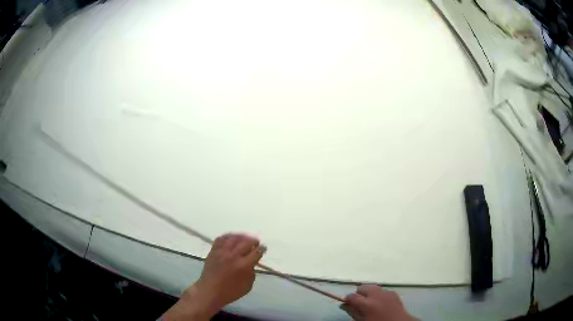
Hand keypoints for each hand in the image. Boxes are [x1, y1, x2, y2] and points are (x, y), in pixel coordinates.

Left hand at [162, 233, 265, 320]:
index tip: (263, 248)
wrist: (209, 291)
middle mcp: (233, 256)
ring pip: (234, 238)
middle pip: (246, 242)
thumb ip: (251, 272)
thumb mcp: (247, 286)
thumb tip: (252, 262)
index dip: (262, 249)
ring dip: (242, 236)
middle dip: (253, 241)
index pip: (256, 253)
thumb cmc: (230, 292)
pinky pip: (221, 239)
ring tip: (246, 238)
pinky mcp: (213, 251)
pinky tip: (232, 238)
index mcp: (243, 266)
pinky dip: (228, 236)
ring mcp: (222, 252)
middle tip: (256, 243)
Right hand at [341, 285, 415, 320]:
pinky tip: (380, 302)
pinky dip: (379, 294)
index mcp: (367, 304)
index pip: (352, 297)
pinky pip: (383, 290)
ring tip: (369, 302)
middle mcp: (376, 295)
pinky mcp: (394, 293)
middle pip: (363, 287)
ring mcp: (386, 293)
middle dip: (359, 294)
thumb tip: (345, 306)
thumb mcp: (363, 320)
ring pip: (373, 287)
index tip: (346, 303)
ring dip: (369, 293)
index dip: (347, 299)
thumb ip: (353, 312)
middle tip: (358, 302)